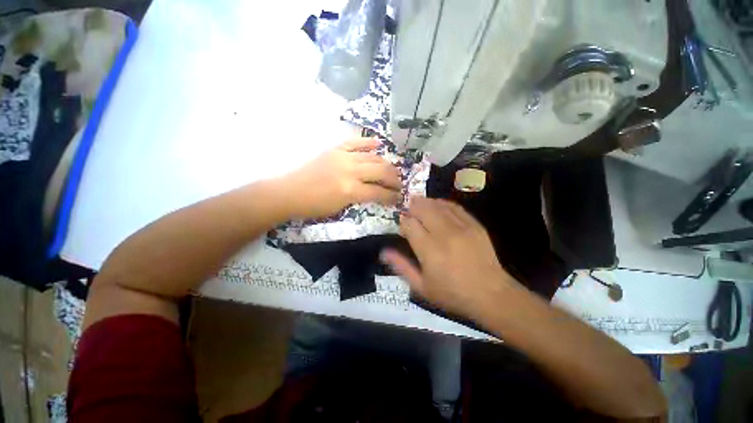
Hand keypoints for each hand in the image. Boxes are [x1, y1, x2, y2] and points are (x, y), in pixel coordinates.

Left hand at [280, 138, 401, 218]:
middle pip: (381, 171)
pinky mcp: (335, 149)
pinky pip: (356, 142)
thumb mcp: (341, 208)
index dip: (392, 196)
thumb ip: (360, 198)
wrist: (289, 192)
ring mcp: (343, 157)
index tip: (398, 198)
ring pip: (372, 156)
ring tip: (392, 170)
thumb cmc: (314, 206)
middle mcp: (351, 171)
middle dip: (394, 178)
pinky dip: (368, 143)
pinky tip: (379, 144)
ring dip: (386, 163)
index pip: (379, 192)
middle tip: (399, 184)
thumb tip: (374, 193)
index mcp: (351, 190)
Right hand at [380, 197, 516, 319]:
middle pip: (423, 209)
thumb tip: (384, 251)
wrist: (491, 294)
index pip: (409, 224)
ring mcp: (461, 227)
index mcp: (429, 250)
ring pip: (437, 205)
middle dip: (412, 206)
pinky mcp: (474, 224)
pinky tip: (438, 204)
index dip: (403, 220)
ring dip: (426, 202)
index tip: (401, 223)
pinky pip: (455, 207)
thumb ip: (401, 266)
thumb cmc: (452, 293)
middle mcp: (443, 234)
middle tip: (408, 208)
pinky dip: (443, 203)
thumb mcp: (421, 287)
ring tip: (419, 203)